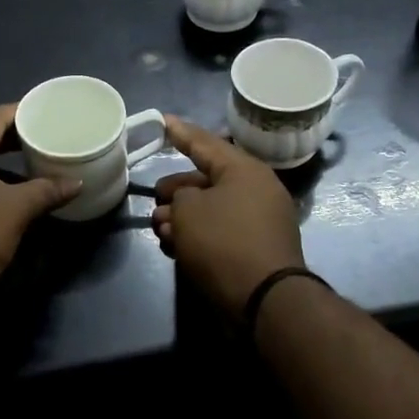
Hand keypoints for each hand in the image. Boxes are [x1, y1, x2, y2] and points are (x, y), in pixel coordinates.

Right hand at [152, 115, 305, 315]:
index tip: (163, 120)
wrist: (264, 299)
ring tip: (160, 230)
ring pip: (211, 208)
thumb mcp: (188, 210)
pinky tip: (176, 247)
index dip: (181, 133)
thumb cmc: (223, 242)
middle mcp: (256, 190)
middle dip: (176, 190)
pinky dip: (198, 235)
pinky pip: (220, 231)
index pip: (206, 143)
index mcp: (245, 170)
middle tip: (155, 198)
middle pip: (207, 180)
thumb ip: (180, 197)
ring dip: (182, 217)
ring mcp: (259, 221)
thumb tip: (186, 204)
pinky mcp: (256, 248)